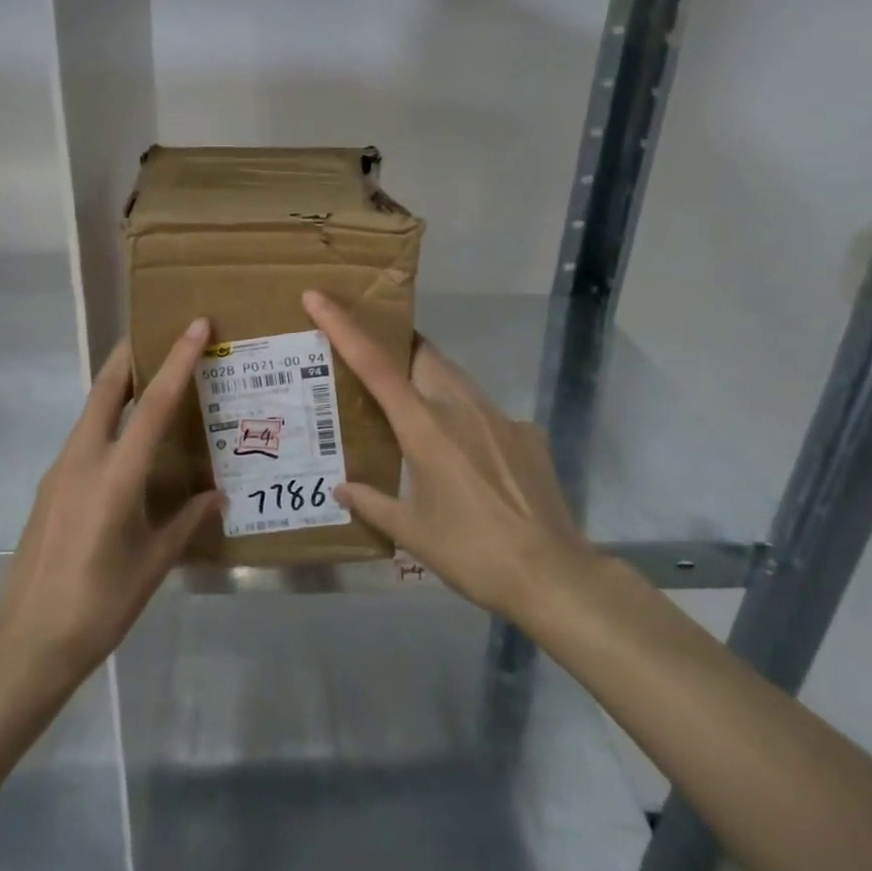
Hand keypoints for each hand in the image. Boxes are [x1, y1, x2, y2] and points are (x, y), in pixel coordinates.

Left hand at [0, 323, 219, 686]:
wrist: (30, 643)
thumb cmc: (101, 604)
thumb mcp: (154, 563)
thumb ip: (187, 521)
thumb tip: (218, 495)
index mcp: (116, 476)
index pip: (154, 404)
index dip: (177, 361)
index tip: (193, 326)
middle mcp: (83, 460)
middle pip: (107, 389)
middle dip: (130, 355)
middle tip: (156, 333)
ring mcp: (59, 471)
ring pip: (92, 411)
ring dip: (118, 387)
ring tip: (150, 383)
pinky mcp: (49, 487)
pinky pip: (83, 438)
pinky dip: (107, 422)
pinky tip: (124, 445)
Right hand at [302, 290, 596, 622]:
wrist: (552, 574)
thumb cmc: (471, 553)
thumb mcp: (412, 532)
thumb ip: (372, 503)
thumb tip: (342, 488)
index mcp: (425, 426)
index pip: (375, 364)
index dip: (343, 327)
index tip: (318, 296)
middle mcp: (461, 407)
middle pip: (422, 354)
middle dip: (396, 347)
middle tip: (375, 361)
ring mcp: (499, 416)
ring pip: (455, 377)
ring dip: (430, 378)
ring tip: (416, 408)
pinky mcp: (527, 433)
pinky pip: (486, 411)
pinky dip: (466, 417)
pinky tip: (468, 455)